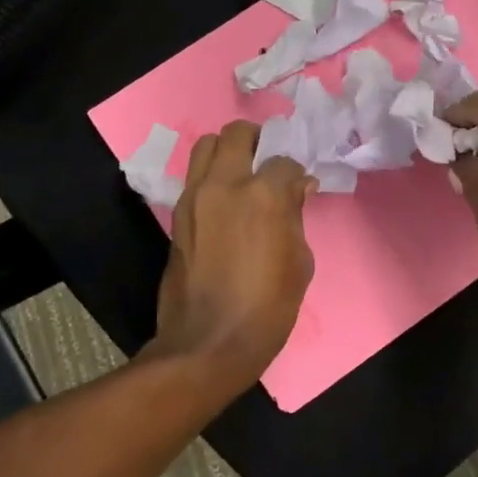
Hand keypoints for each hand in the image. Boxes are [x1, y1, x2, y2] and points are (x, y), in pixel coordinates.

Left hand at [148, 122, 317, 392]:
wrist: (209, 342)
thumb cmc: (268, 306)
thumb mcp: (300, 261)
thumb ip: (296, 216)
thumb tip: (296, 190)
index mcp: (264, 195)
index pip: (284, 161)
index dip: (296, 173)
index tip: (300, 187)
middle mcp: (225, 185)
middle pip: (237, 134)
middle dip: (257, 140)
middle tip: (267, 160)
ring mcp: (194, 197)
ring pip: (205, 146)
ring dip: (227, 150)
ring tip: (242, 172)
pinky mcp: (177, 215)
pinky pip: (194, 177)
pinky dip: (211, 176)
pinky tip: (225, 200)